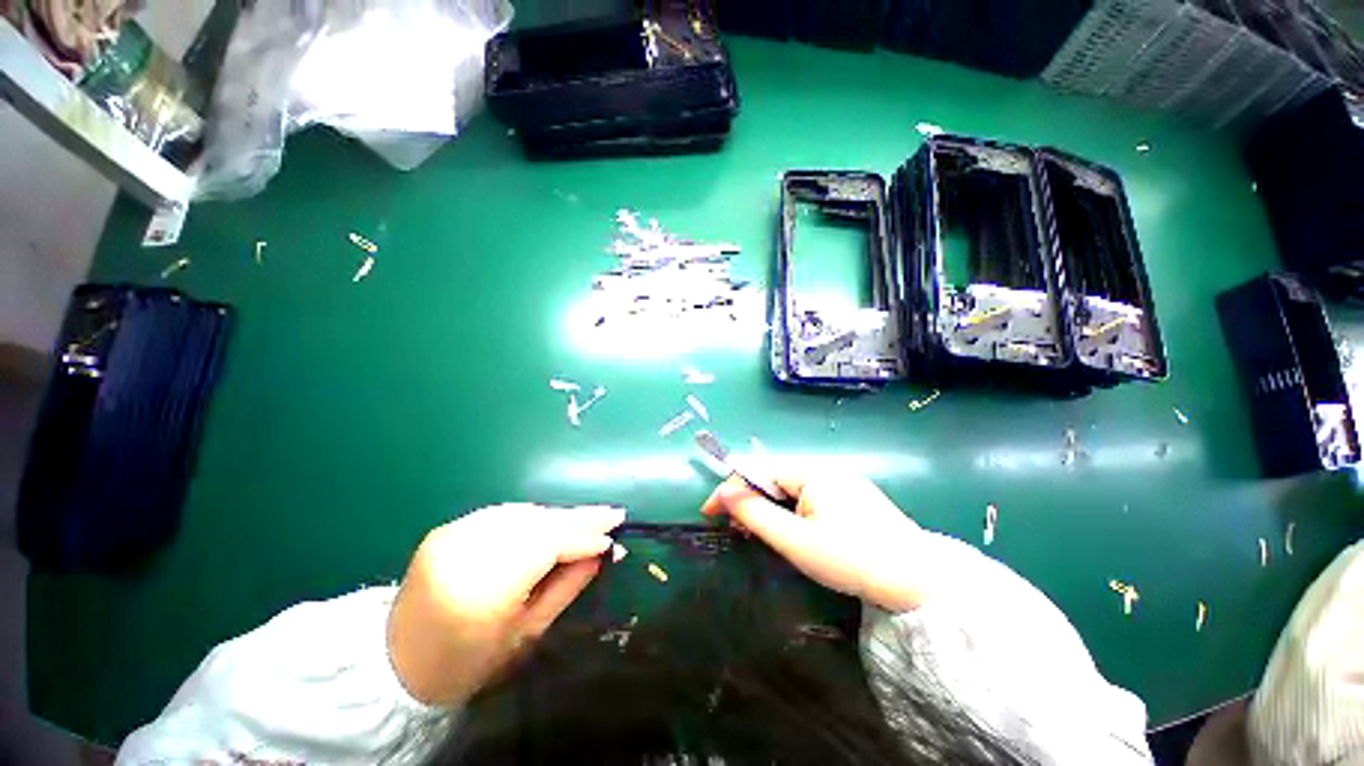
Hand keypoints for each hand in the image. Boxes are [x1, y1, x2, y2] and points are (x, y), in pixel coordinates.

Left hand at [386, 503, 624, 705]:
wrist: (395, 664)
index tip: (613, 535)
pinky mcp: (448, 528)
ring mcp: (453, 534)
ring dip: (559, 515)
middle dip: (578, 518)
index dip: (583, 537)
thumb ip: (567, 586)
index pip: (546, 545)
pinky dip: (533, 516)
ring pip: (523, 513)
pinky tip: (553, 520)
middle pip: (536, 523)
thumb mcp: (526, 633)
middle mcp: (466, 550)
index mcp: (482, 587)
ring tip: (589, 517)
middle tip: (612, 514)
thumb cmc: (467, 663)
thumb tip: (602, 553)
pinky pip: (503, 514)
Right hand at [701, 473, 925, 611]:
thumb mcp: (795, 541)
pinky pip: (808, 496)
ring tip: (756, 530)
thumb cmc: (851, 559)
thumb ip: (754, 514)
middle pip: (773, 476)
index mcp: (812, 471)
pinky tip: (789, 529)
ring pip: (790, 488)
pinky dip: (790, 510)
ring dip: (768, 505)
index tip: (708, 512)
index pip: (758, 470)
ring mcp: (841, 481)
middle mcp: (826, 468)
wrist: (920, 583)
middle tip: (733, 526)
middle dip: (749, 498)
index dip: (729, 489)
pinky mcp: (851, 497)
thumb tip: (722, 493)